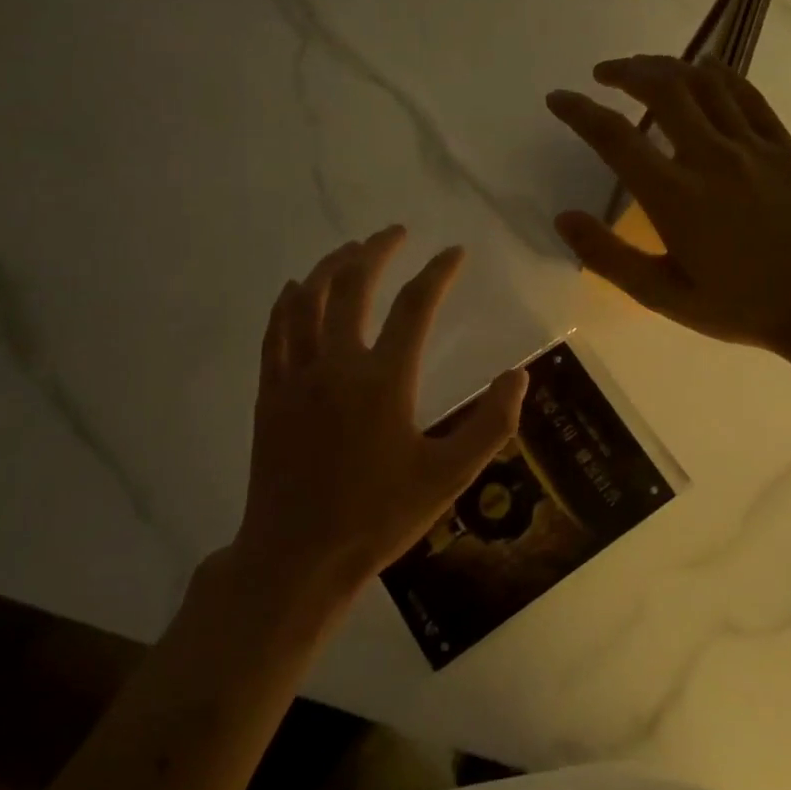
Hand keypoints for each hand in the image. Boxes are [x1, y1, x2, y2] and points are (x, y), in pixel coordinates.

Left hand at [229, 227, 527, 609]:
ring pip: (307, 300)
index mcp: (383, 381)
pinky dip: (289, 301)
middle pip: (352, 287)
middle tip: (394, 233)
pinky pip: (276, 331)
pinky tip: (297, 291)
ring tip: (349, 250)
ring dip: (330, 267)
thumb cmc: (378, 518)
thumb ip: (491, 424)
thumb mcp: (448, 478)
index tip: (454, 253)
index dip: (438, 273)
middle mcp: (336, 365)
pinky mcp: (271, 394)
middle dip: (375, 251)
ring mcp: (296, 376)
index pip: (415, 307)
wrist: (297, 557)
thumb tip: (519, 376)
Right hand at [547, 55, 790, 357]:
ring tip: (644, 67)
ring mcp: (751, 146)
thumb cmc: (739, 306)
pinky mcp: (782, 145)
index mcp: (674, 196)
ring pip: (703, 84)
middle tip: (604, 74)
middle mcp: (710, 157)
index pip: (615, 137)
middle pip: (662, 89)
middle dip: (625, 71)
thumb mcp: (663, 296)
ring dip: (667, 66)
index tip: (558, 98)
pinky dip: (720, 74)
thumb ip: (609, 257)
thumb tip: (564, 219)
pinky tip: (704, 69)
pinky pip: (747, 95)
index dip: (579, 112)